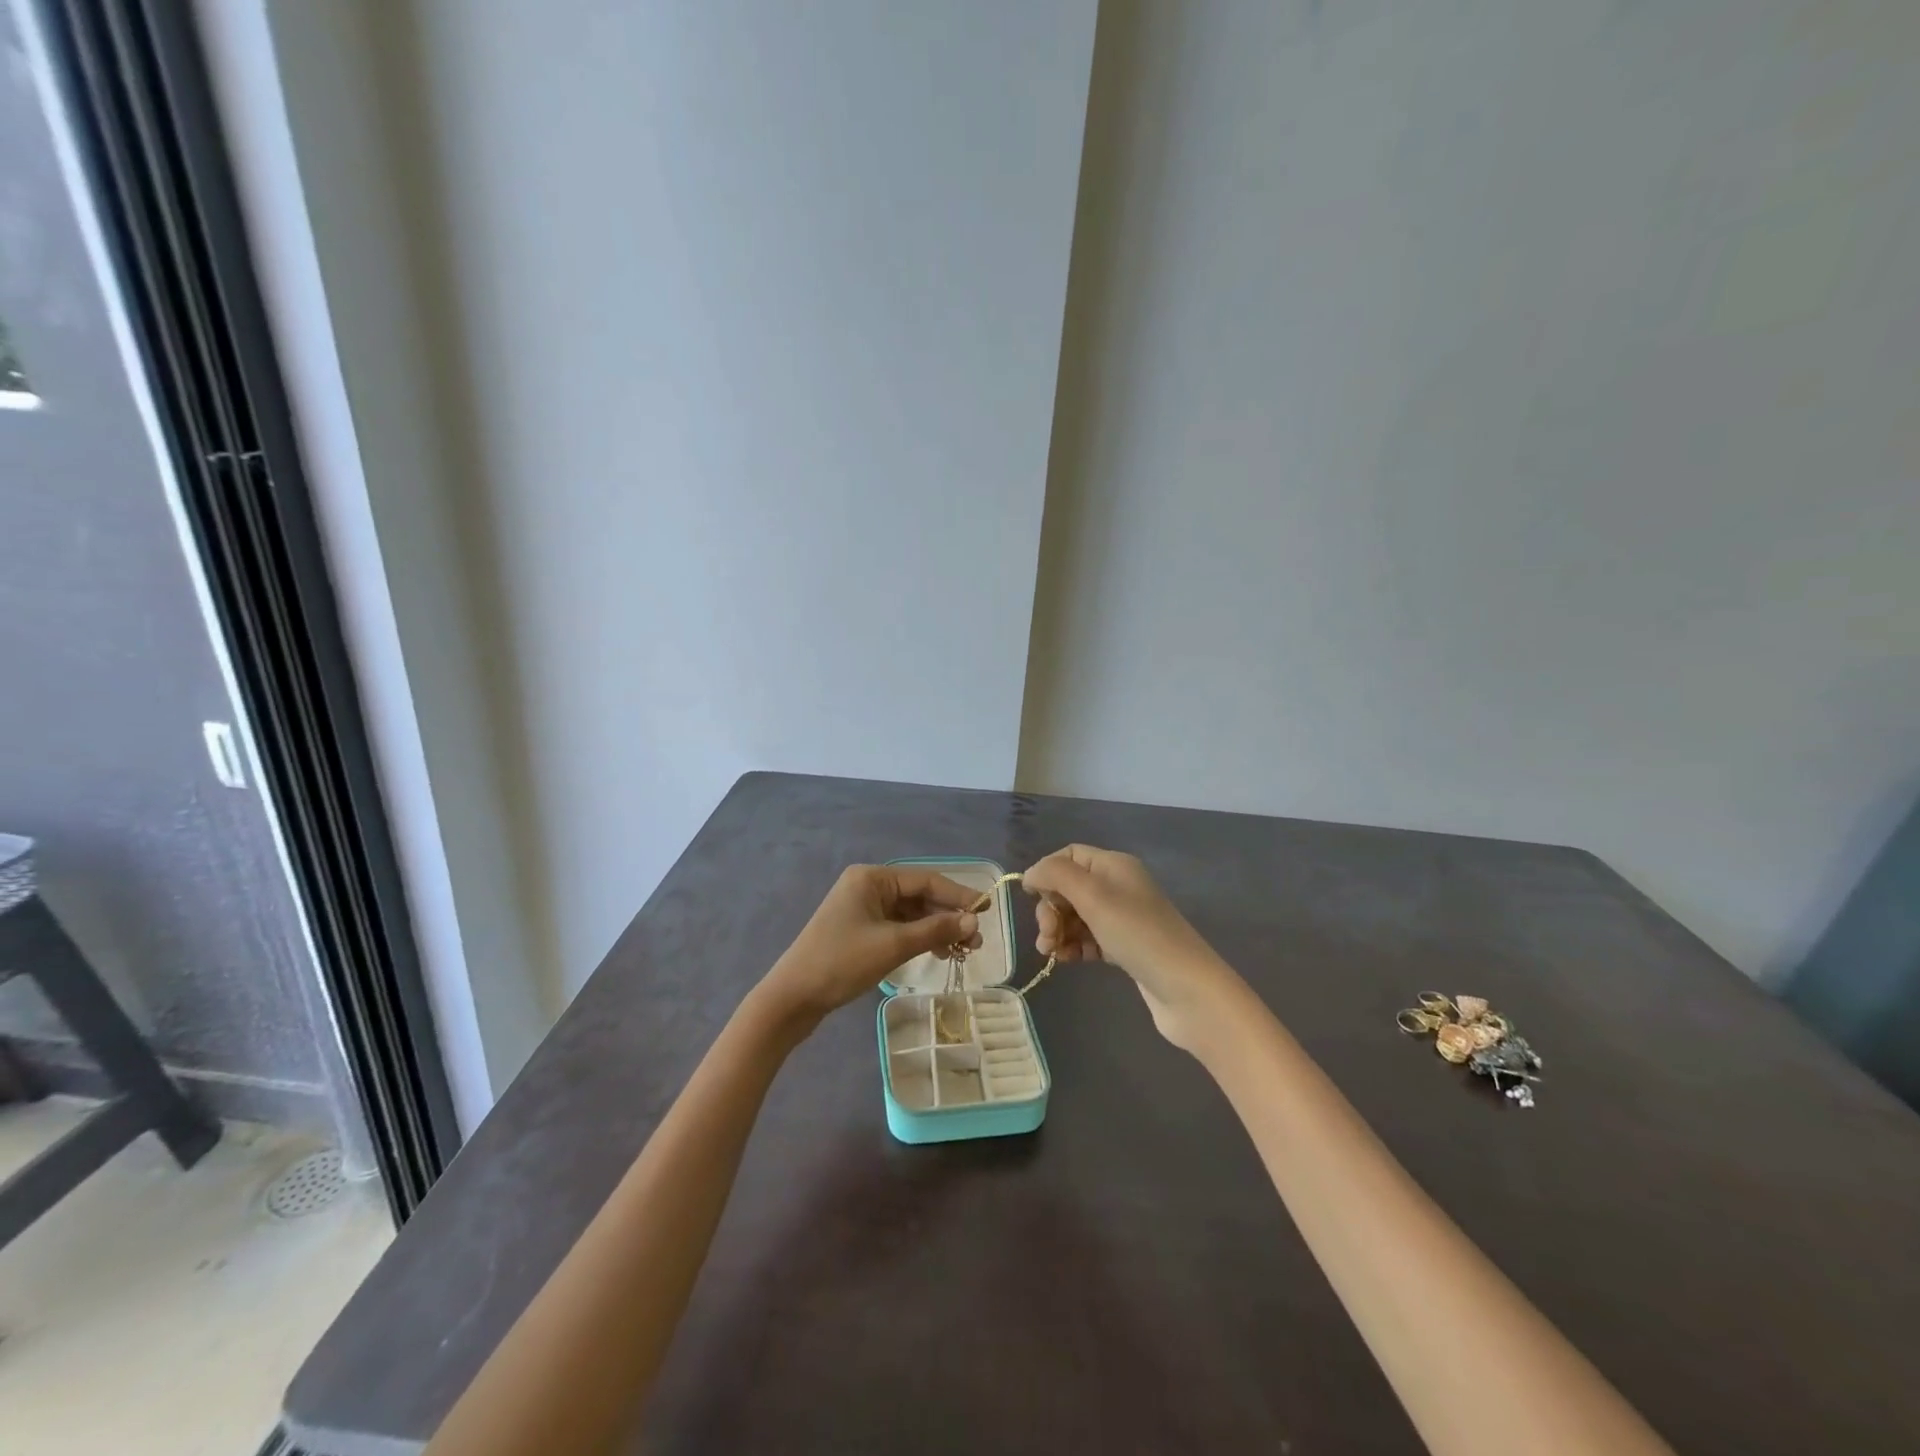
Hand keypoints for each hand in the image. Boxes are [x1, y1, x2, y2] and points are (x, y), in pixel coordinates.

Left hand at [757, 865, 981, 1029]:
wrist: (792, 998)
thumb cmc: (841, 963)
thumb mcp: (893, 945)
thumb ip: (936, 929)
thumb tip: (973, 921)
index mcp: (872, 878)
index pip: (926, 880)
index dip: (958, 895)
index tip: (986, 912)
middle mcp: (868, 886)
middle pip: (919, 896)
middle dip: (949, 916)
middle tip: (976, 941)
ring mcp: (863, 909)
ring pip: (911, 914)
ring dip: (937, 929)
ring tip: (963, 951)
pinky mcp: (860, 930)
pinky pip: (899, 927)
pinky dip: (920, 938)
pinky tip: (939, 952)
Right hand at [1023, 845, 1245, 1051]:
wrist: (1185, 988)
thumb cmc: (1137, 934)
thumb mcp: (1093, 896)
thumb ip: (1056, 875)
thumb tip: (1031, 873)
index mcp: (1114, 865)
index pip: (1069, 855)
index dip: (1047, 872)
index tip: (1032, 898)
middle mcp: (1118, 886)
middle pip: (1069, 887)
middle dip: (1050, 909)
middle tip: (1046, 935)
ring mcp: (1122, 919)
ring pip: (1076, 916)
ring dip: (1057, 931)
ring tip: (1051, 953)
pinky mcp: (1124, 947)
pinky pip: (1088, 939)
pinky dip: (1073, 947)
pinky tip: (1066, 961)